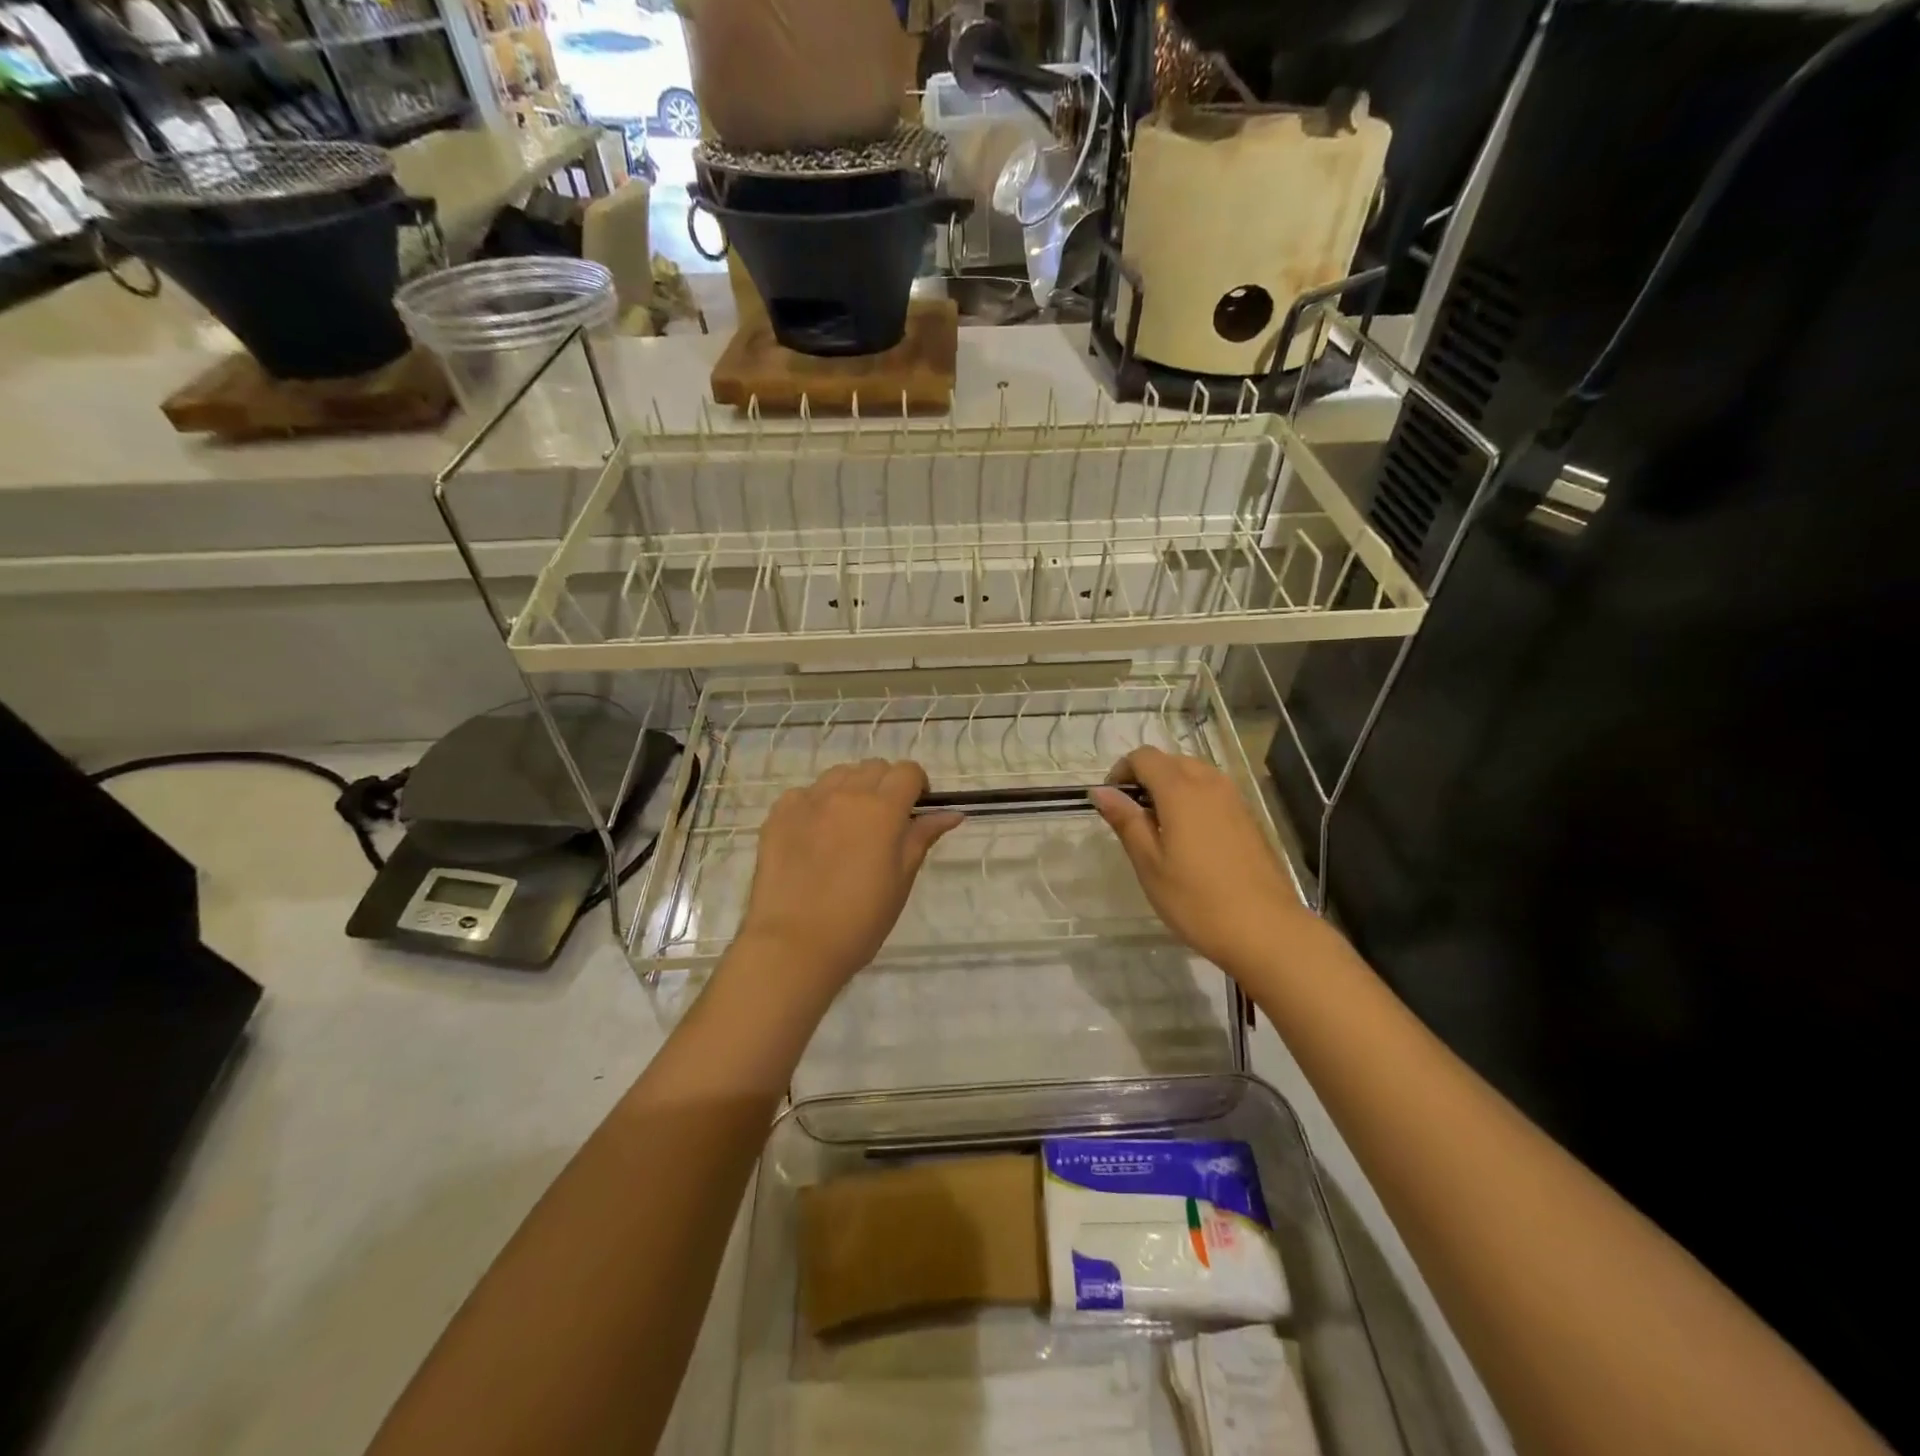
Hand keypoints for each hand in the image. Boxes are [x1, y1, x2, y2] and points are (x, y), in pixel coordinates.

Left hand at [734, 759, 962, 1000]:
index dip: (917, 785)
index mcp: (882, 809)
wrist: (794, 944)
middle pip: (874, 768)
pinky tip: (815, 835)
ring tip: (849, 824)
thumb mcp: (901, 879)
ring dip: (852, 789)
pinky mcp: (778, 814)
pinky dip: (817, 804)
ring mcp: (808, 800)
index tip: (915, 811)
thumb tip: (951, 813)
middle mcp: (846, 794)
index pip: (908, 772)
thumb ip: (922, 837)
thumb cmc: (860, 919)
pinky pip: (805, 793)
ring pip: (839, 774)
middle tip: (884, 822)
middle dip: (886, 785)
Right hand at [1092, 747, 1308, 970]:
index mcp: (1181, 791)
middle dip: (1146, 778)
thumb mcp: (1149, 864)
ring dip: (1171, 787)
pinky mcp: (1250, 819)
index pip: (1144, 757)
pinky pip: (1214, 793)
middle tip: (1132, 817)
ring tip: (1160, 828)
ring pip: (1195, 774)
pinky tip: (1190, 839)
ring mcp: (1235, 800)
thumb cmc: (1197, 900)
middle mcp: (1210, 784)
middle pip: (1171, 761)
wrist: (1266, 930)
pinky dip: (1194, 800)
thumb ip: (1126, 821)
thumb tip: (1101, 791)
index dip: (1122, 771)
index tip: (1112, 802)